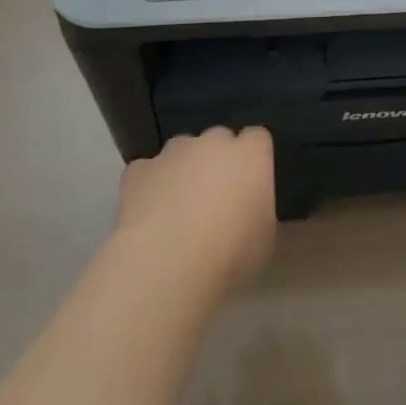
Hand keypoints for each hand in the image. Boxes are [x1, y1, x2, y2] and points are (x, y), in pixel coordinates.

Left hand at [116, 127, 276, 292]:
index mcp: (251, 153)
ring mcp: (173, 152)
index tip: (250, 184)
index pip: (257, 138)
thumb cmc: (230, 253)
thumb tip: (254, 213)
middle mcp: (214, 141)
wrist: (167, 266)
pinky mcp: (139, 170)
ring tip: (178, 209)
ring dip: (183, 170)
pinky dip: (148, 186)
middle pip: (219, 139)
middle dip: (217, 161)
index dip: (253, 159)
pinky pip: (146, 171)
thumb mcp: (266, 239)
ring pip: (182, 151)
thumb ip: (261, 212)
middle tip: (215, 200)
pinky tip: (147, 215)